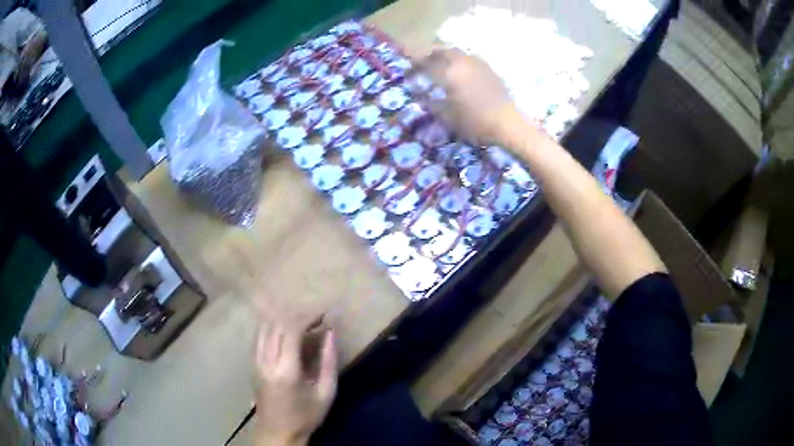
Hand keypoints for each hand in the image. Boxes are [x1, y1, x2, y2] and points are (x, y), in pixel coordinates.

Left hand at [254, 321, 336, 445]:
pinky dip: (272, 328)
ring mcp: (255, 362)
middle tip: (315, 319)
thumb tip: (330, 333)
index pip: (290, 330)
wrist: (278, 433)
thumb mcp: (326, 393)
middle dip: (296, 316)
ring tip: (302, 324)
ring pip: (264, 327)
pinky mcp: (252, 364)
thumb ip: (329, 361)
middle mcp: (266, 361)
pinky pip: (259, 336)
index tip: (322, 316)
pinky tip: (286, 334)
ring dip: (282, 320)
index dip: (306, 318)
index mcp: (285, 370)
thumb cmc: (305, 417)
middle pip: (275, 324)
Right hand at [419, 48, 525, 145]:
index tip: (408, 70)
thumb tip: (422, 96)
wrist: (507, 123)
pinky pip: (469, 59)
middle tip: (423, 64)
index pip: (425, 63)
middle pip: (441, 50)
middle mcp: (461, 62)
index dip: (414, 65)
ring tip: (441, 67)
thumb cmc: (475, 122)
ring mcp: (477, 64)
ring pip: (456, 53)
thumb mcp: (447, 117)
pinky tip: (460, 73)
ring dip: (445, 56)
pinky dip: (459, 62)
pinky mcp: (488, 69)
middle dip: (429, 55)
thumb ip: (432, 103)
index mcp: (449, 73)